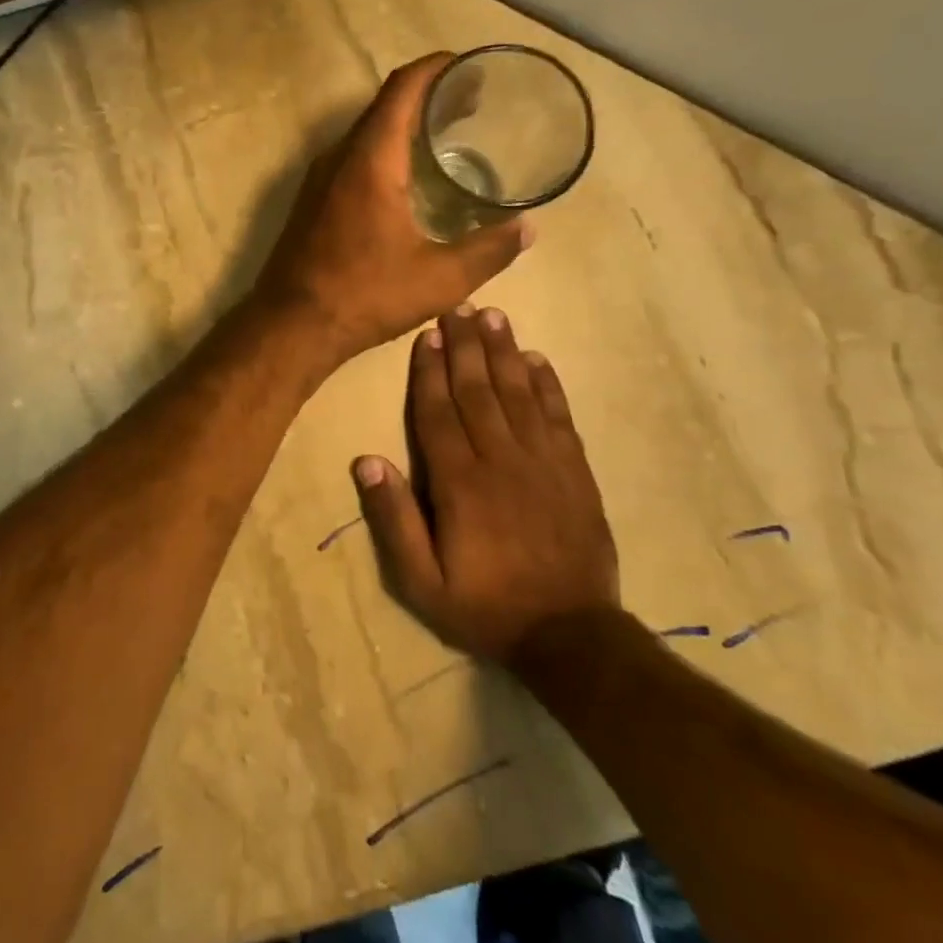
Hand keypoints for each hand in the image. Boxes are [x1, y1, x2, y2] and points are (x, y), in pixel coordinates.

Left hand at [253, 54, 531, 367]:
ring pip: (366, 133)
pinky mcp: (311, 201)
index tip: (469, 66)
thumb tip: (529, 229)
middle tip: (471, 104)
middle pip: (385, 106)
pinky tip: (407, 179)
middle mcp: (339, 157)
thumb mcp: (440, 279)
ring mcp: (319, 179)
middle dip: (428, 96)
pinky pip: (352, 158)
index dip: (436, 68)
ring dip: (403, 126)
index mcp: (371, 160)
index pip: (403, 88)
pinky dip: (383, 151)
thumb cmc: (365, 295)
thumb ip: (490, 250)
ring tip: (445, 137)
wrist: (291, 325)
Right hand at [352, 305, 619, 664]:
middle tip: (458, 306)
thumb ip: (393, 520)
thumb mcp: (421, 582)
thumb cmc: (485, 607)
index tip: (426, 334)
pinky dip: (547, 385)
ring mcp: (543, 463)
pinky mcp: (575, 472)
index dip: (429, 371)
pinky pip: (558, 417)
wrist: (570, 635)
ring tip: (493, 316)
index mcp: (459, 483)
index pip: (438, 413)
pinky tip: (537, 359)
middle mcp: (501, 461)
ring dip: (503, 352)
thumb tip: (367, 461)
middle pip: (478, 391)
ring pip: (518, 394)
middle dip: (465, 346)